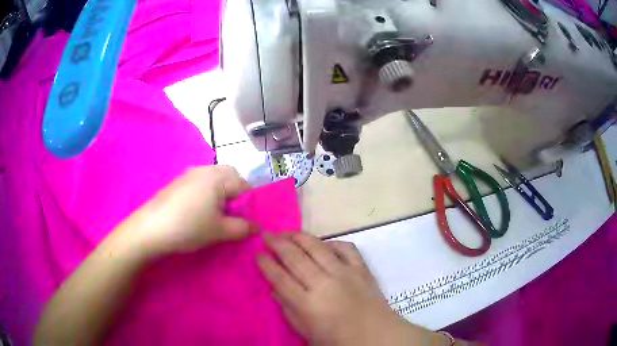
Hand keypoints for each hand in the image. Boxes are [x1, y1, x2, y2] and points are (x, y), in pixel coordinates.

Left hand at [125, 165, 252, 256]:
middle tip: (231, 214)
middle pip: (231, 175)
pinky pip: (201, 181)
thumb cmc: (189, 227)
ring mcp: (190, 173)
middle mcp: (205, 169)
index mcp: (219, 177)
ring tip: (215, 214)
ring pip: (215, 177)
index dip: (249, 203)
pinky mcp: (179, 181)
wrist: (151, 228)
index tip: (244, 220)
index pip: (245, 185)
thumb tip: (258, 226)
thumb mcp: (220, 231)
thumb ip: (243, 228)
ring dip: (221, 192)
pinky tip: (198, 210)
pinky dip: (207, 192)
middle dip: (236, 193)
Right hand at [257, 233, 435, 345]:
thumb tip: (274, 289)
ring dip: (299, 237)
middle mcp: (324, 284)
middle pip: (295, 257)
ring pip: (317, 247)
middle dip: (277, 243)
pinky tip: (323, 243)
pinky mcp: (361, 269)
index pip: (279, 278)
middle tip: (266, 235)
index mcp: (307, 304)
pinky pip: (345, 247)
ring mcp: (344, 273)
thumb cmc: (339, 340)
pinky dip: (332, 242)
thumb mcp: (307, 332)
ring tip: (287, 232)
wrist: (377, 336)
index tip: (257, 253)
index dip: (266, 264)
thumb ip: (288, 310)